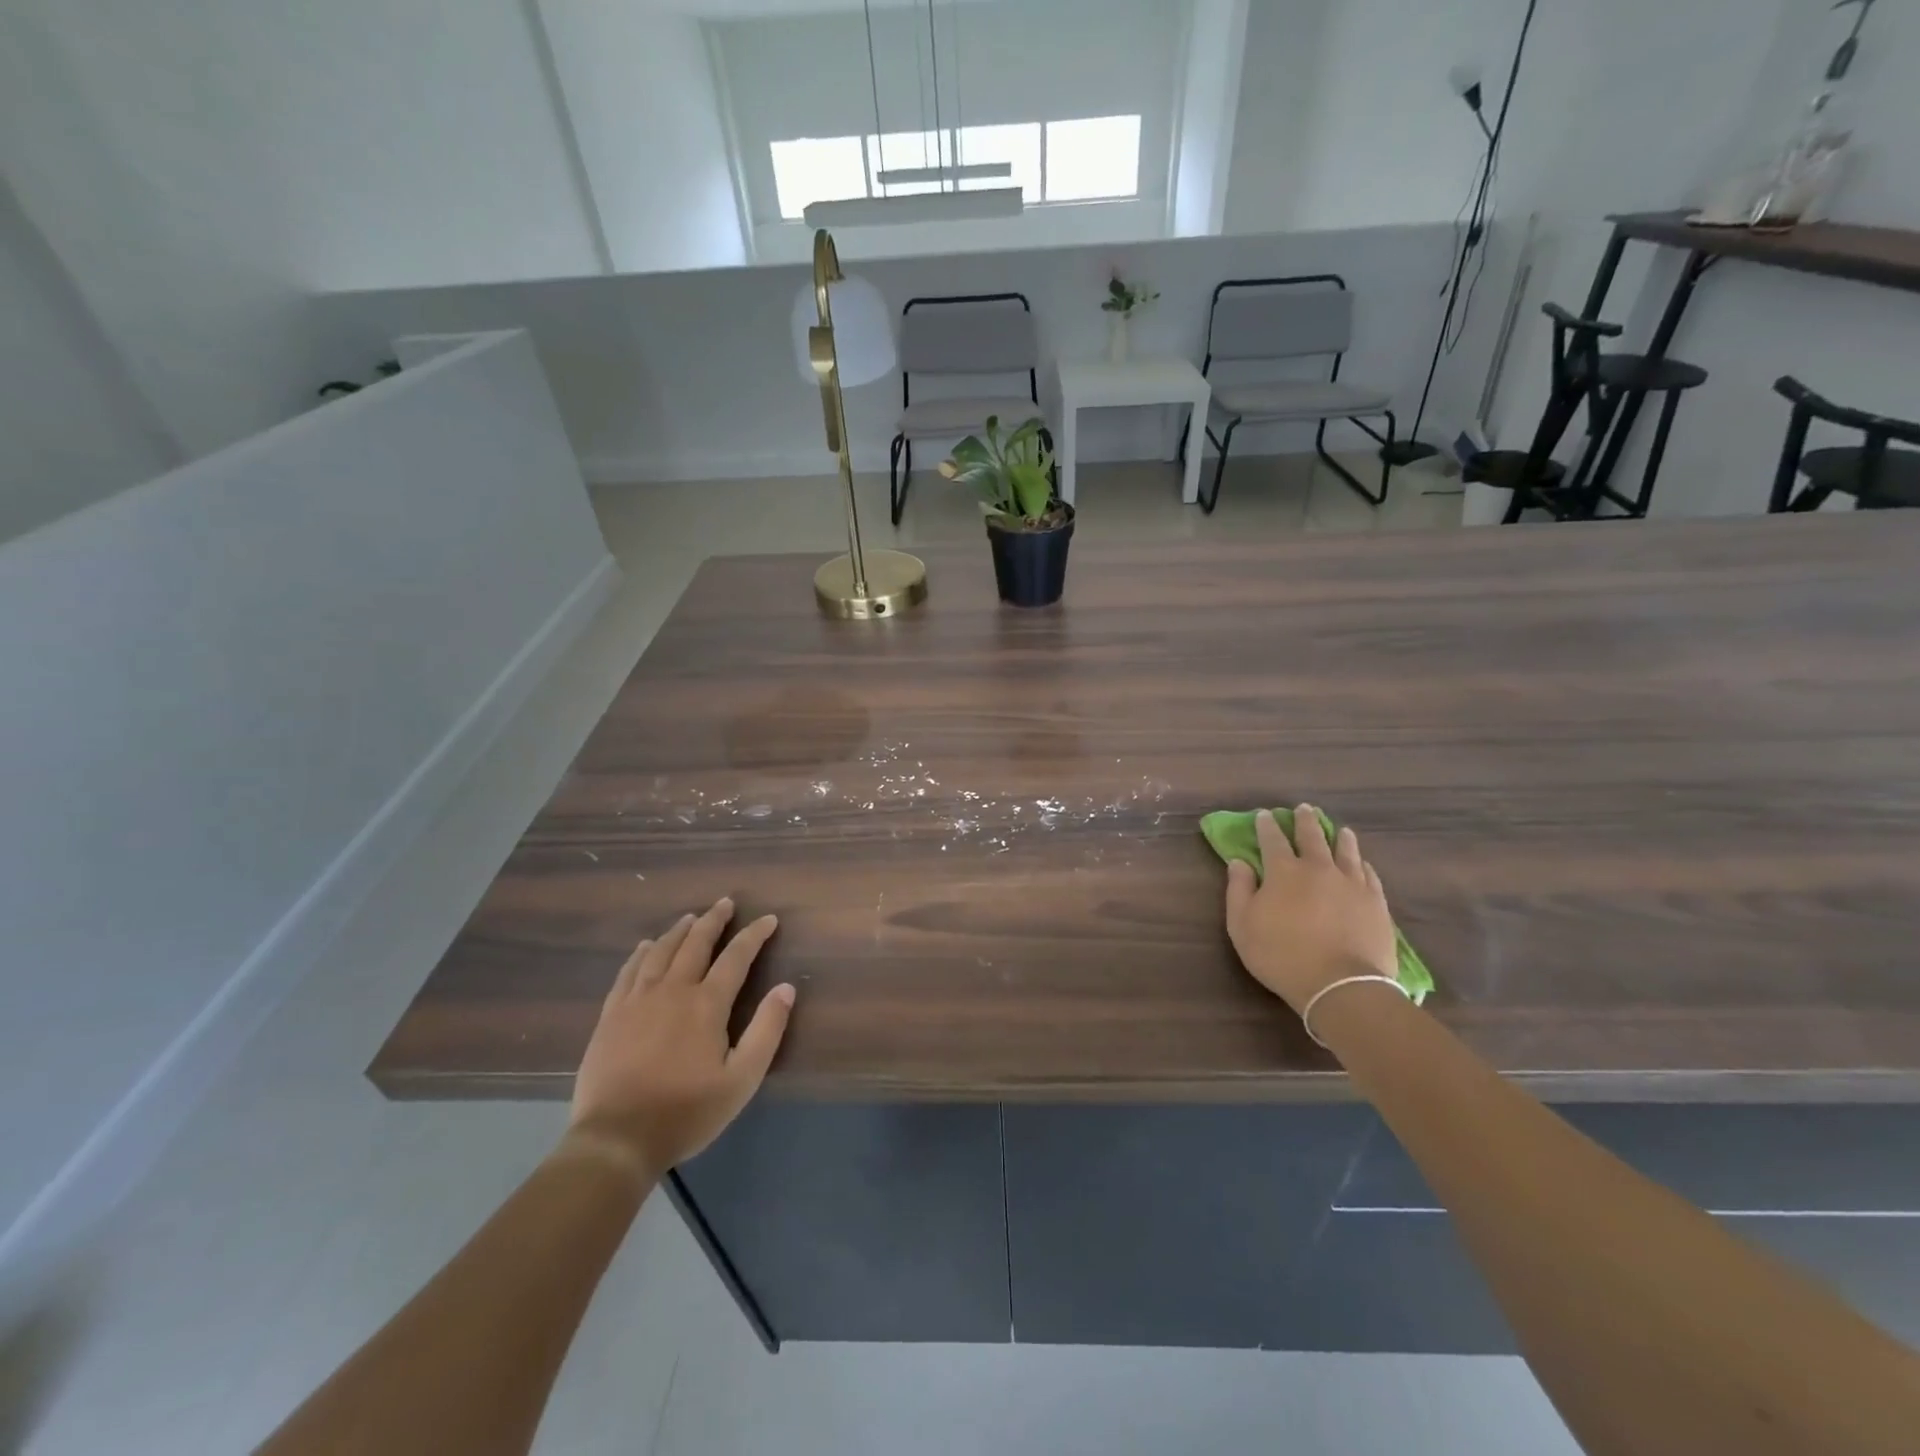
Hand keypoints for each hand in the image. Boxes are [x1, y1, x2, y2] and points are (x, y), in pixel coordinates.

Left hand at [565, 898, 794, 1179]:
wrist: (616, 1139)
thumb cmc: (686, 1112)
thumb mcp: (742, 1079)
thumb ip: (766, 1030)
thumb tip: (786, 988)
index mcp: (707, 1004)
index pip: (736, 957)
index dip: (754, 935)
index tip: (768, 919)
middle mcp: (672, 990)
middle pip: (695, 943)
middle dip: (714, 920)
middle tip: (725, 903)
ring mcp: (637, 1000)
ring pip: (661, 952)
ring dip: (679, 931)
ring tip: (690, 918)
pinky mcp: (611, 1016)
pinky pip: (628, 972)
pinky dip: (641, 954)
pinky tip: (646, 947)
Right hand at [1222, 806, 1396, 1014]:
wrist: (1342, 985)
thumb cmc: (1282, 955)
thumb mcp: (1242, 926)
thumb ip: (1238, 890)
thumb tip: (1239, 862)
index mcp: (1283, 871)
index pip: (1272, 840)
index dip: (1267, 825)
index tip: (1265, 815)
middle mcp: (1318, 868)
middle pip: (1312, 837)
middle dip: (1305, 821)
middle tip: (1304, 809)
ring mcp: (1351, 884)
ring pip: (1346, 851)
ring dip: (1340, 837)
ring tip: (1340, 829)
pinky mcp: (1376, 903)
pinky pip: (1370, 875)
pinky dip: (1363, 864)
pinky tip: (1363, 863)